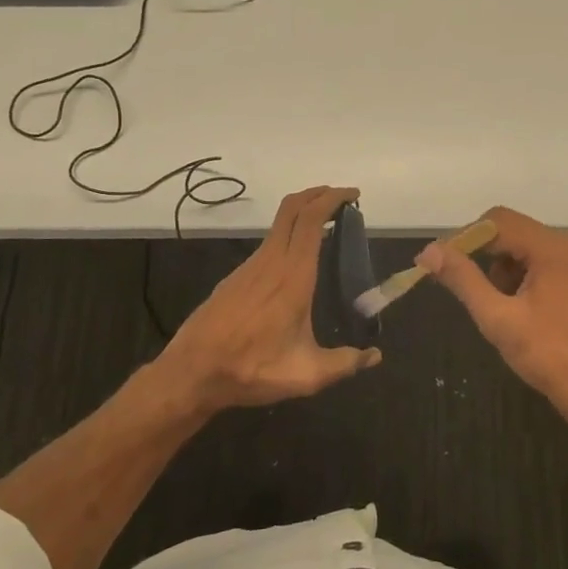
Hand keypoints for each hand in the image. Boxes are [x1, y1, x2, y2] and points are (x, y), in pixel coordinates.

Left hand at [159, 186, 381, 412]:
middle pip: (293, 208)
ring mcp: (249, 267)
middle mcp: (271, 261)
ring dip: (302, 216)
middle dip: (318, 195)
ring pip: (278, 225)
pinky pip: (268, 245)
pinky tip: (296, 263)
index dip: (332, 199)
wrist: (192, 373)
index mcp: (294, 276)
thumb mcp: (307, 374)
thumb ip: (346, 363)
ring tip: (326, 231)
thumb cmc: (253, 368)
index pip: (312, 219)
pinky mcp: (235, 278)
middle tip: (342, 200)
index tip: (353, 194)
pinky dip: (288, 237)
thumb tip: (375, 357)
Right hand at [416, 206, 567, 433]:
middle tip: (459, 284)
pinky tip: (514, 310)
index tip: (440, 262)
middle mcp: (567, 247)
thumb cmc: (549, 355)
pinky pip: (540, 265)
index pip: (498, 221)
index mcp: (552, 248)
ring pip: (524, 249)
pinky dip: (519, 278)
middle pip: (512, 231)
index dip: (464, 237)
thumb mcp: (498, 318)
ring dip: (500, 268)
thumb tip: (430, 251)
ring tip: (492, 305)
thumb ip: (463, 280)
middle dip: (481, 254)